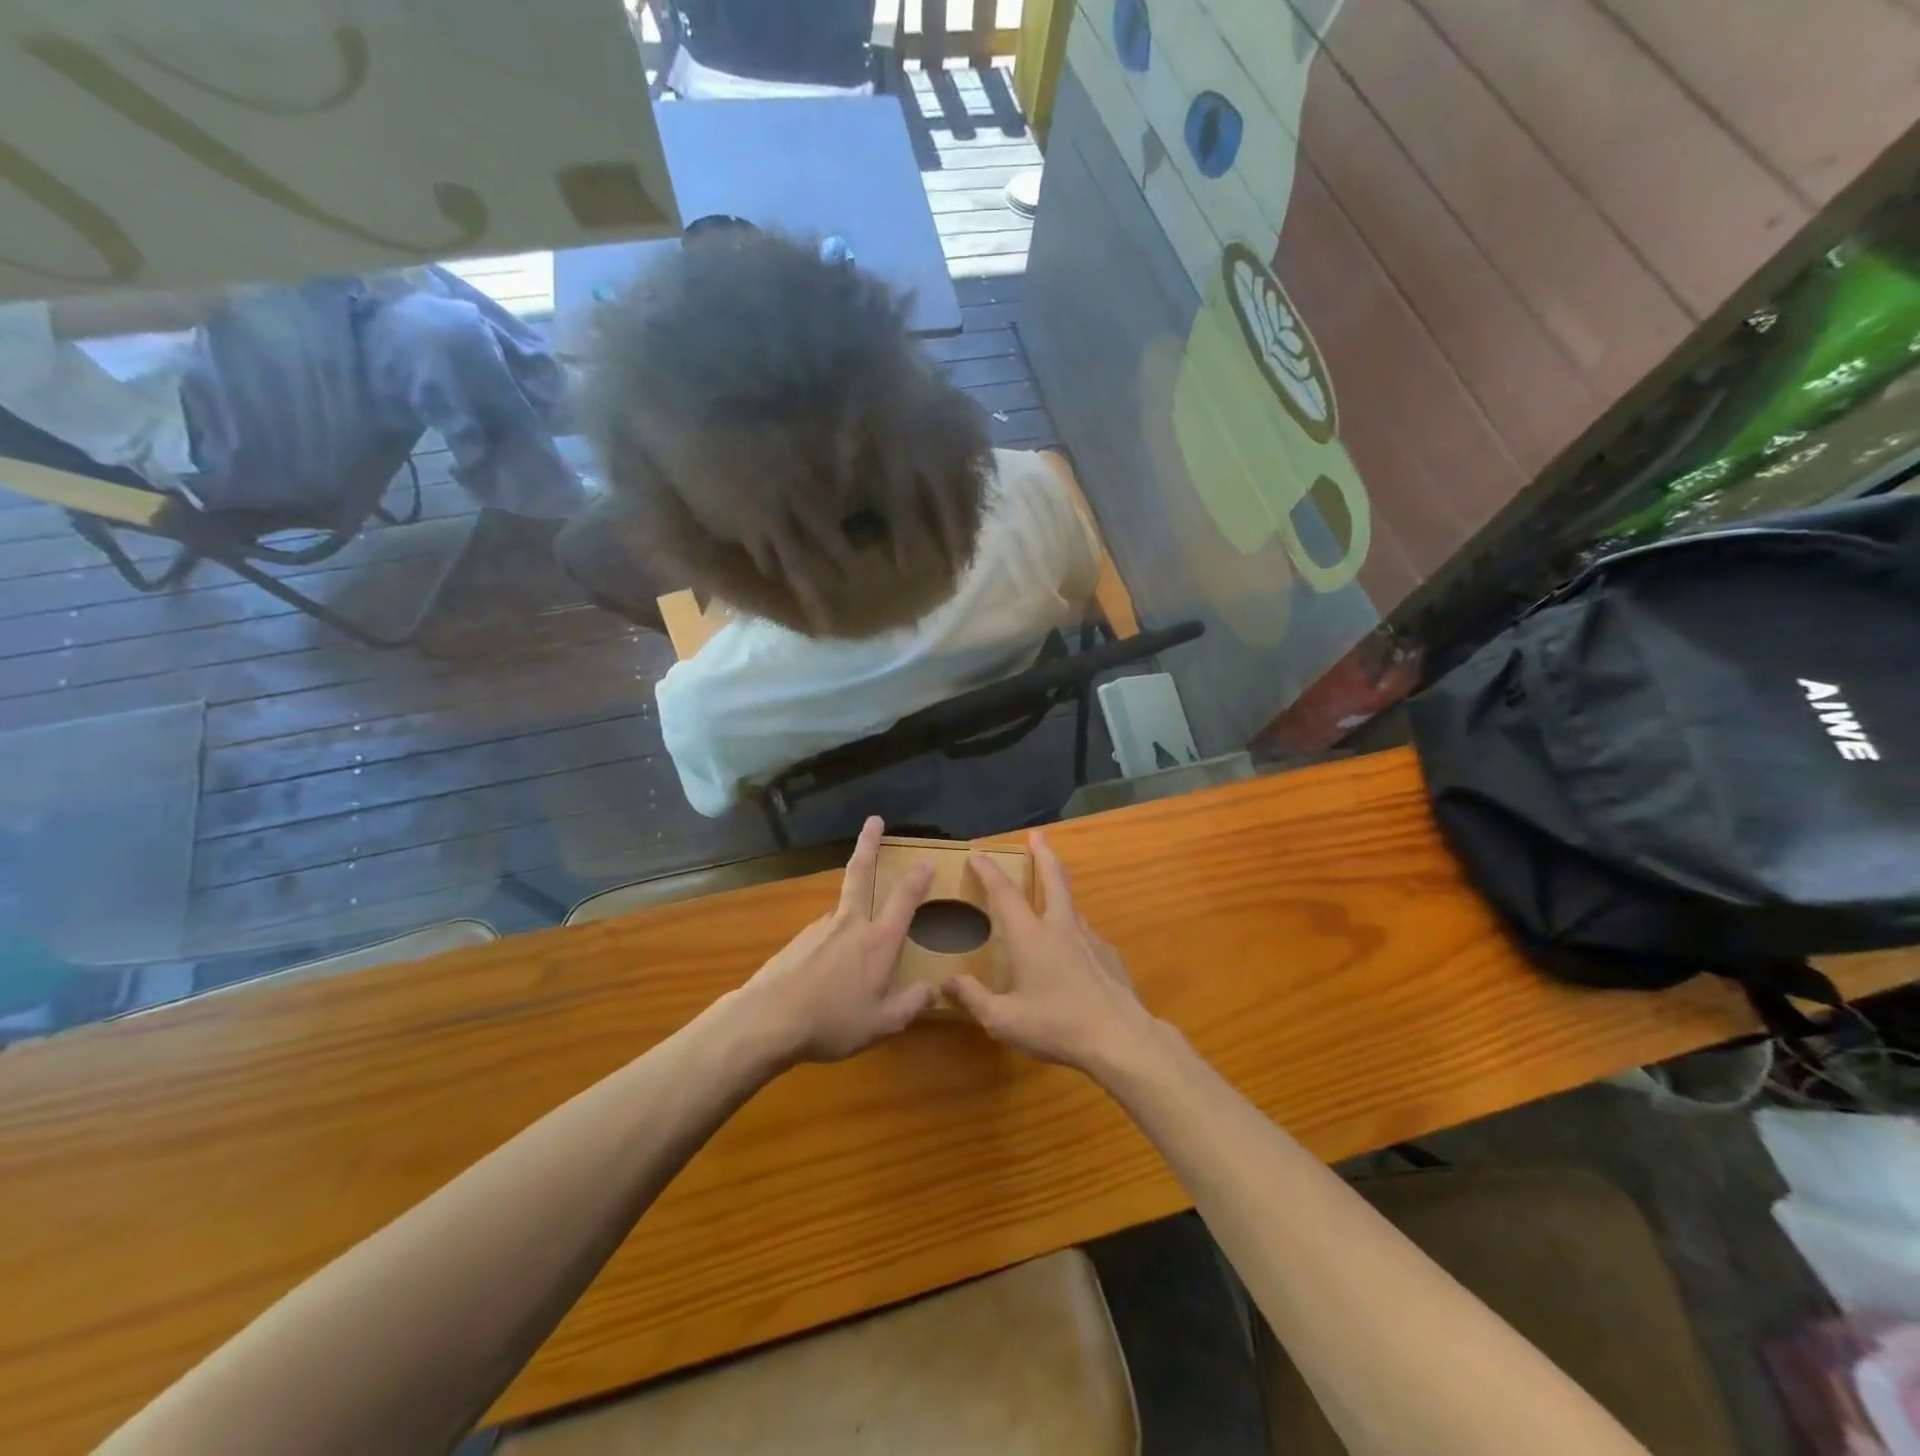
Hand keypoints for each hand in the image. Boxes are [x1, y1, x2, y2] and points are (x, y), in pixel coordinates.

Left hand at [739, 817, 935, 1063]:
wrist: (768, 1020)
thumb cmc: (833, 1021)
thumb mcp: (882, 1023)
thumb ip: (910, 1004)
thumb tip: (931, 990)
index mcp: (878, 941)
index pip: (904, 899)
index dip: (918, 878)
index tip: (927, 860)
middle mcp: (850, 924)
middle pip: (861, 873)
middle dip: (869, 844)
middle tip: (873, 820)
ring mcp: (820, 928)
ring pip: (842, 911)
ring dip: (852, 916)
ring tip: (852, 964)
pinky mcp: (797, 941)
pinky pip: (823, 937)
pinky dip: (831, 946)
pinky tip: (825, 976)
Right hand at [944, 831, 1164, 1077]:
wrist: (1120, 1039)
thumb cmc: (1056, 1026)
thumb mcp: (1004, 1021)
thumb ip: (974, 999)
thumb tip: (947, 982)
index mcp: (1031, 937)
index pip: (1005, 893)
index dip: (989, 871)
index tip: (977, 854)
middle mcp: (1061, 928)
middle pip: (1053, 879)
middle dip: (1043, 854)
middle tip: (1038, 835)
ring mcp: (1090, 940)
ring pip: (1072, 906)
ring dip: (1060, 891)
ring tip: (1052, 894)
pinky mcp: (1110, 957)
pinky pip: (1086, 935)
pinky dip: (1074, 931)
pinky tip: (1074, 951)